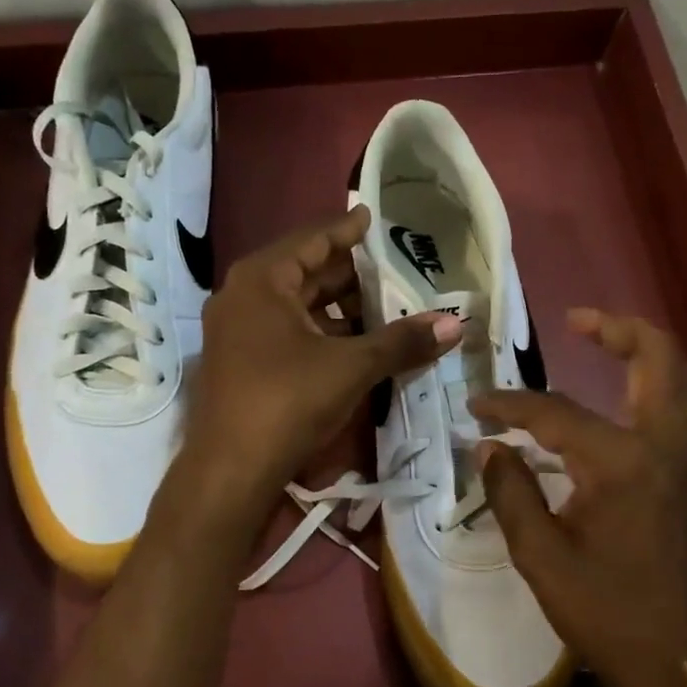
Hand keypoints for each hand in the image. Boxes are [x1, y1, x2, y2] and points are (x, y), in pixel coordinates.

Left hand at [179, 206, 459, 525]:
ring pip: (297, 307)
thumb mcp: (351, 367)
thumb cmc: (288, 401)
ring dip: (339, 309)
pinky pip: (287, 332)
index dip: (347, 229)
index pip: (312, 240)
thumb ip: (402, 341)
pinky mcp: (240, 362)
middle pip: (304, 272)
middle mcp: (243, 296)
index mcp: (262, 280)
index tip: (372, 216)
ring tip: (383, 310)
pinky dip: (320, 333)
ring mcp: (237, 331)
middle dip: (350, 274)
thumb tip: (455, 323)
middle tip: (392, 271)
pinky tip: (354, 345)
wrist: (231, 470)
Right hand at [472, 309, 686, 686]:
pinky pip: (675, 410)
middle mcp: (666, 445)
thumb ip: (511, 492)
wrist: (681, 661)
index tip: (476, 405)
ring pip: (676, 380)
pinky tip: (613, 404)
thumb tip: (489, 447)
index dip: (509, 406)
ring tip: (595, 346)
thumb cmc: (607, 612)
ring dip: (639, 354)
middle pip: (657, 357)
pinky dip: (648, 389)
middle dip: (617, 328)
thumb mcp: (541, 556)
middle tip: (577, 320)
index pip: (555, 413)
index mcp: (622, 463)